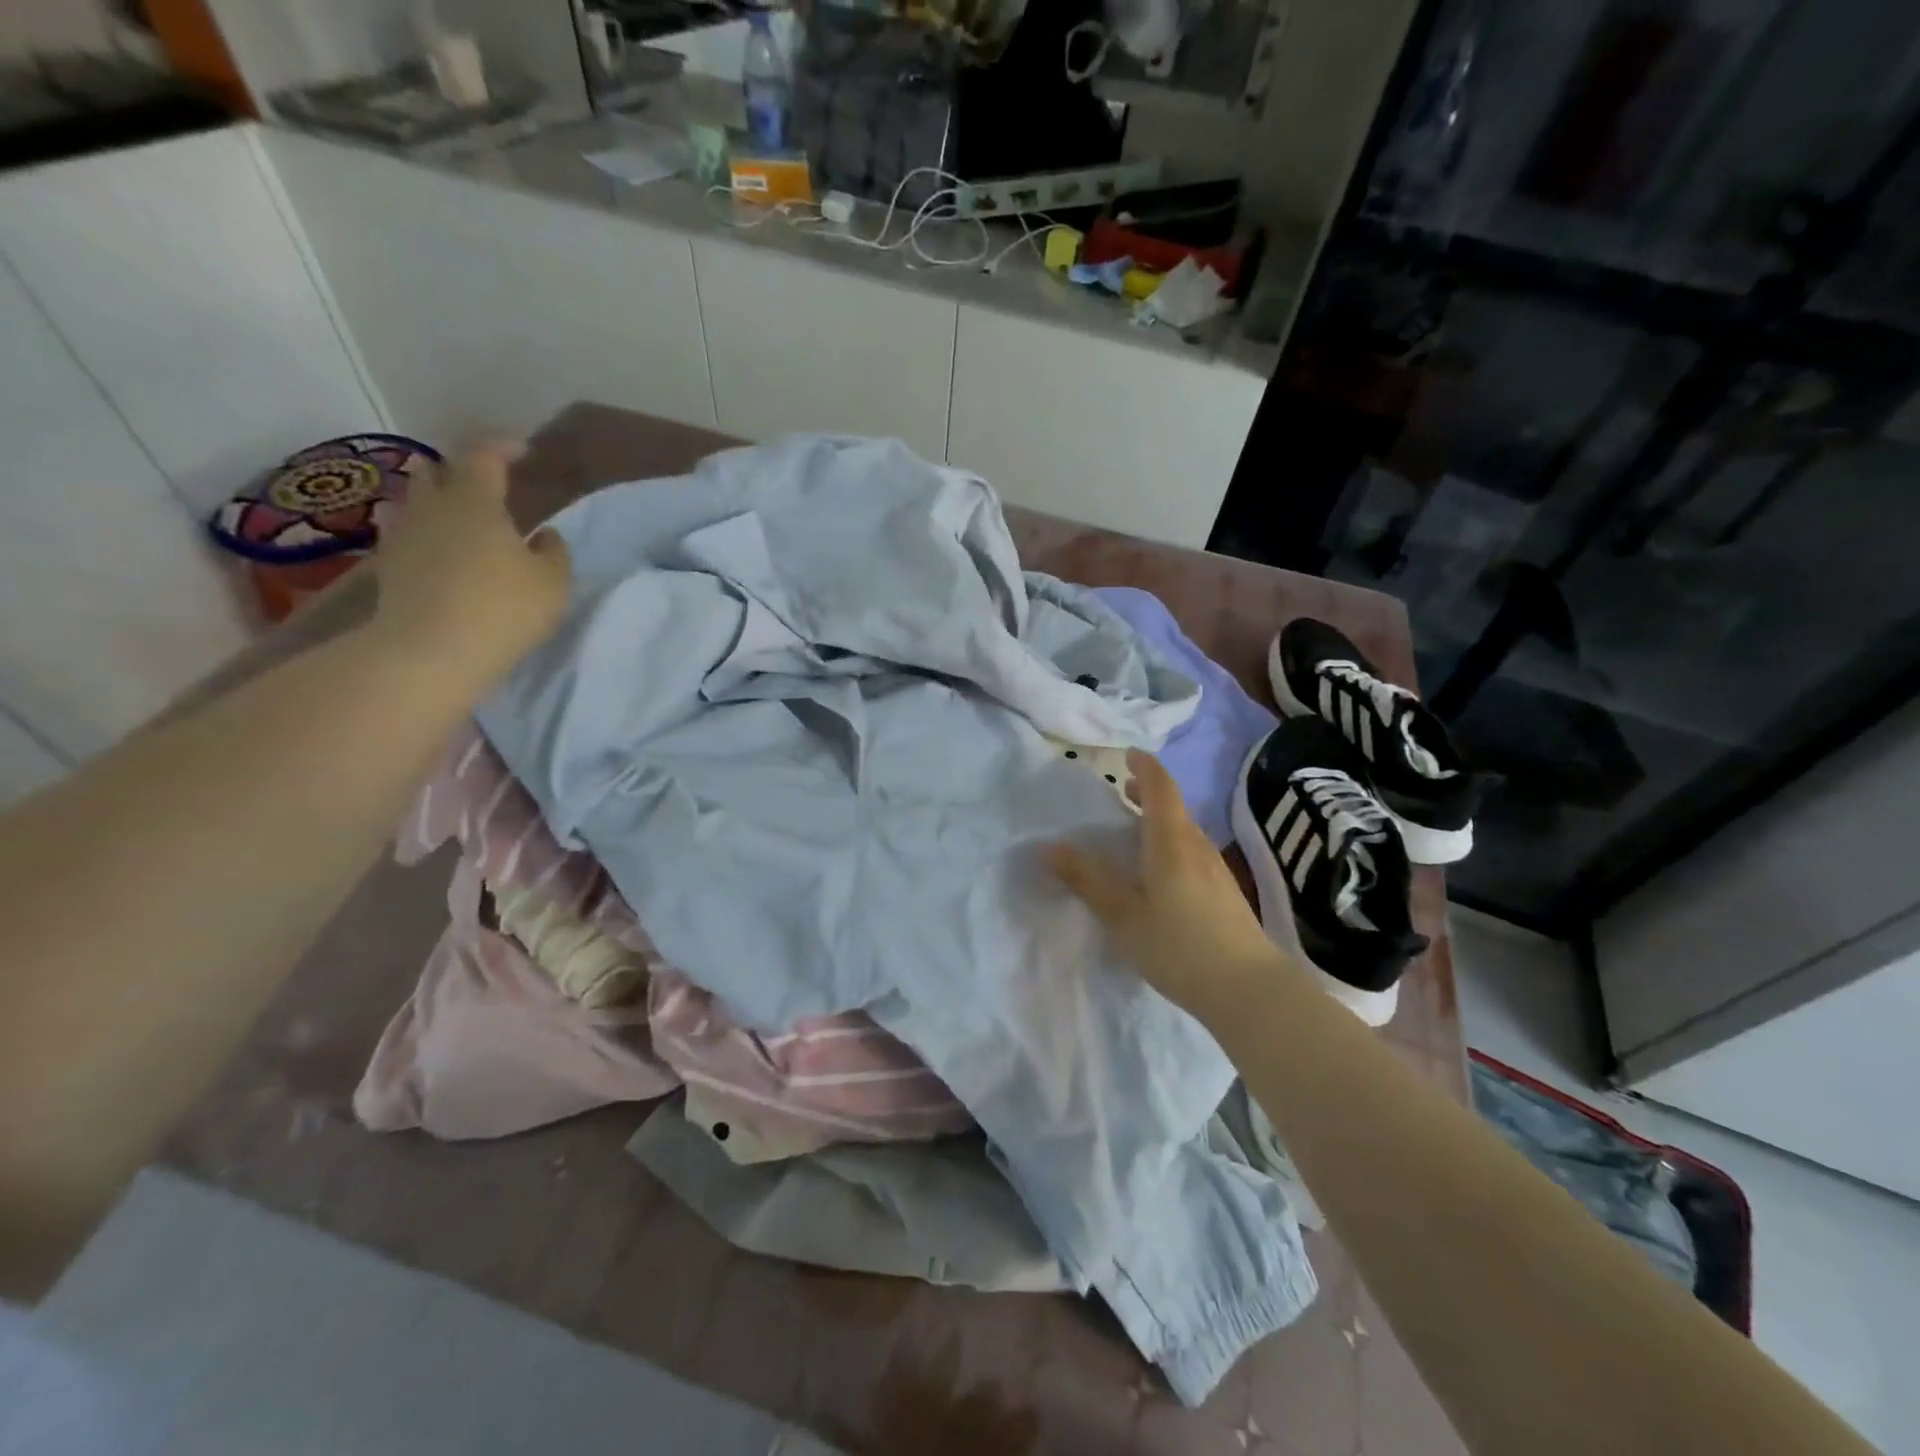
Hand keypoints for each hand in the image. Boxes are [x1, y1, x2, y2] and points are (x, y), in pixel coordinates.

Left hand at [371, 439, 570, 671]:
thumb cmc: (503, 608)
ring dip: (440, 502)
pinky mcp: (389, 566)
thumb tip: (545, 536)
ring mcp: (404, 535)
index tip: (524, 450)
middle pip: (439, 472)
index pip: (486, 456)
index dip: (505, 448)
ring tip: (463, 517)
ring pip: (419, 502)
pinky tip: (442, 550)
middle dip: (462, 472)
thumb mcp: (552, 583)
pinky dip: (429, 534)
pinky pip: (409, 534)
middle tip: (488, 484)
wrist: (430, 651)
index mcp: (475, 499)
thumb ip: (554, 552)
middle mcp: (432, 506)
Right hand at [1046, 750, 1283, 1021]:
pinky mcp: (1225, 893)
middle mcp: (1198, 846)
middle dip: (1148, 793)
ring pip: (1184, 831)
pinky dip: (1170, 845)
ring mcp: (1216, 870)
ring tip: (1134, 832)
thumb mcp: (1122, 915)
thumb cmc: (1179, 946)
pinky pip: (1192, 852)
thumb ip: (1087, 880)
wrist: (1250, 990)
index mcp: (1172, 842)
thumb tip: (1048, 847)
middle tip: (1122, 792)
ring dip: (1159, 821)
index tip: (1127, 755)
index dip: (1144, 766)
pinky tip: (1159, 874)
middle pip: (1174, 807)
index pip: (1161, 787)